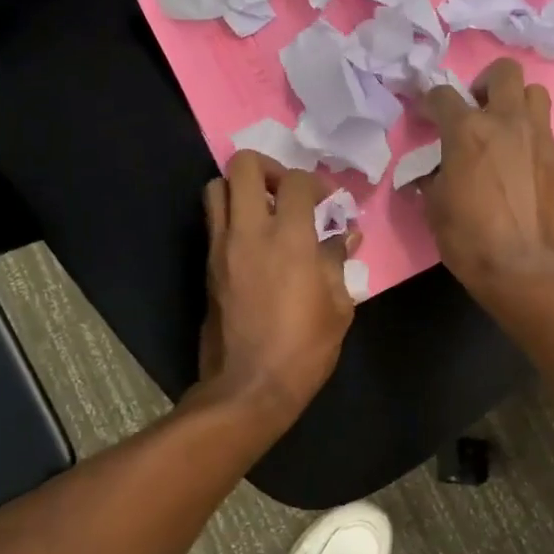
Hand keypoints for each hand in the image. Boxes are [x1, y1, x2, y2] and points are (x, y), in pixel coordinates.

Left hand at [197, 151, 358, 429]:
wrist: (249, 386)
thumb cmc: (304, 348)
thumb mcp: (337, 307)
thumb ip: (338, 262)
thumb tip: (346, 238)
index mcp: (289, 239)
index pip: (297, 182)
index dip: (316, 183)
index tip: (329, 203)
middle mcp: (249, 232)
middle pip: (243, 166)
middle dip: (269, 168)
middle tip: (288, 192)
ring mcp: (221, 247)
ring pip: (216, 188)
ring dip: (242, 189)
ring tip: (266, 212)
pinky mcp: (207, 266)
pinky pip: (214, 221)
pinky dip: (232, 216)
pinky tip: (255, 241)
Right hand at [418, 58, 553, 298]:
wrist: (526, 269)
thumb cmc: (470, 239)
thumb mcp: (435, 208)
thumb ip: (433, 178)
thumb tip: (432, 173)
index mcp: (467, 130)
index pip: (443, 94)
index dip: (431, 101)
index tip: (428, 114)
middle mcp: (507, 122)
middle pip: (504, 72)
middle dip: (486, 83)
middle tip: (477, 109)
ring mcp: (540, 138)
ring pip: (535, 94)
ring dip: (517, 104)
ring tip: (506, 130)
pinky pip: (546, 135)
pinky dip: (532, 141)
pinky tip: (524, 168)